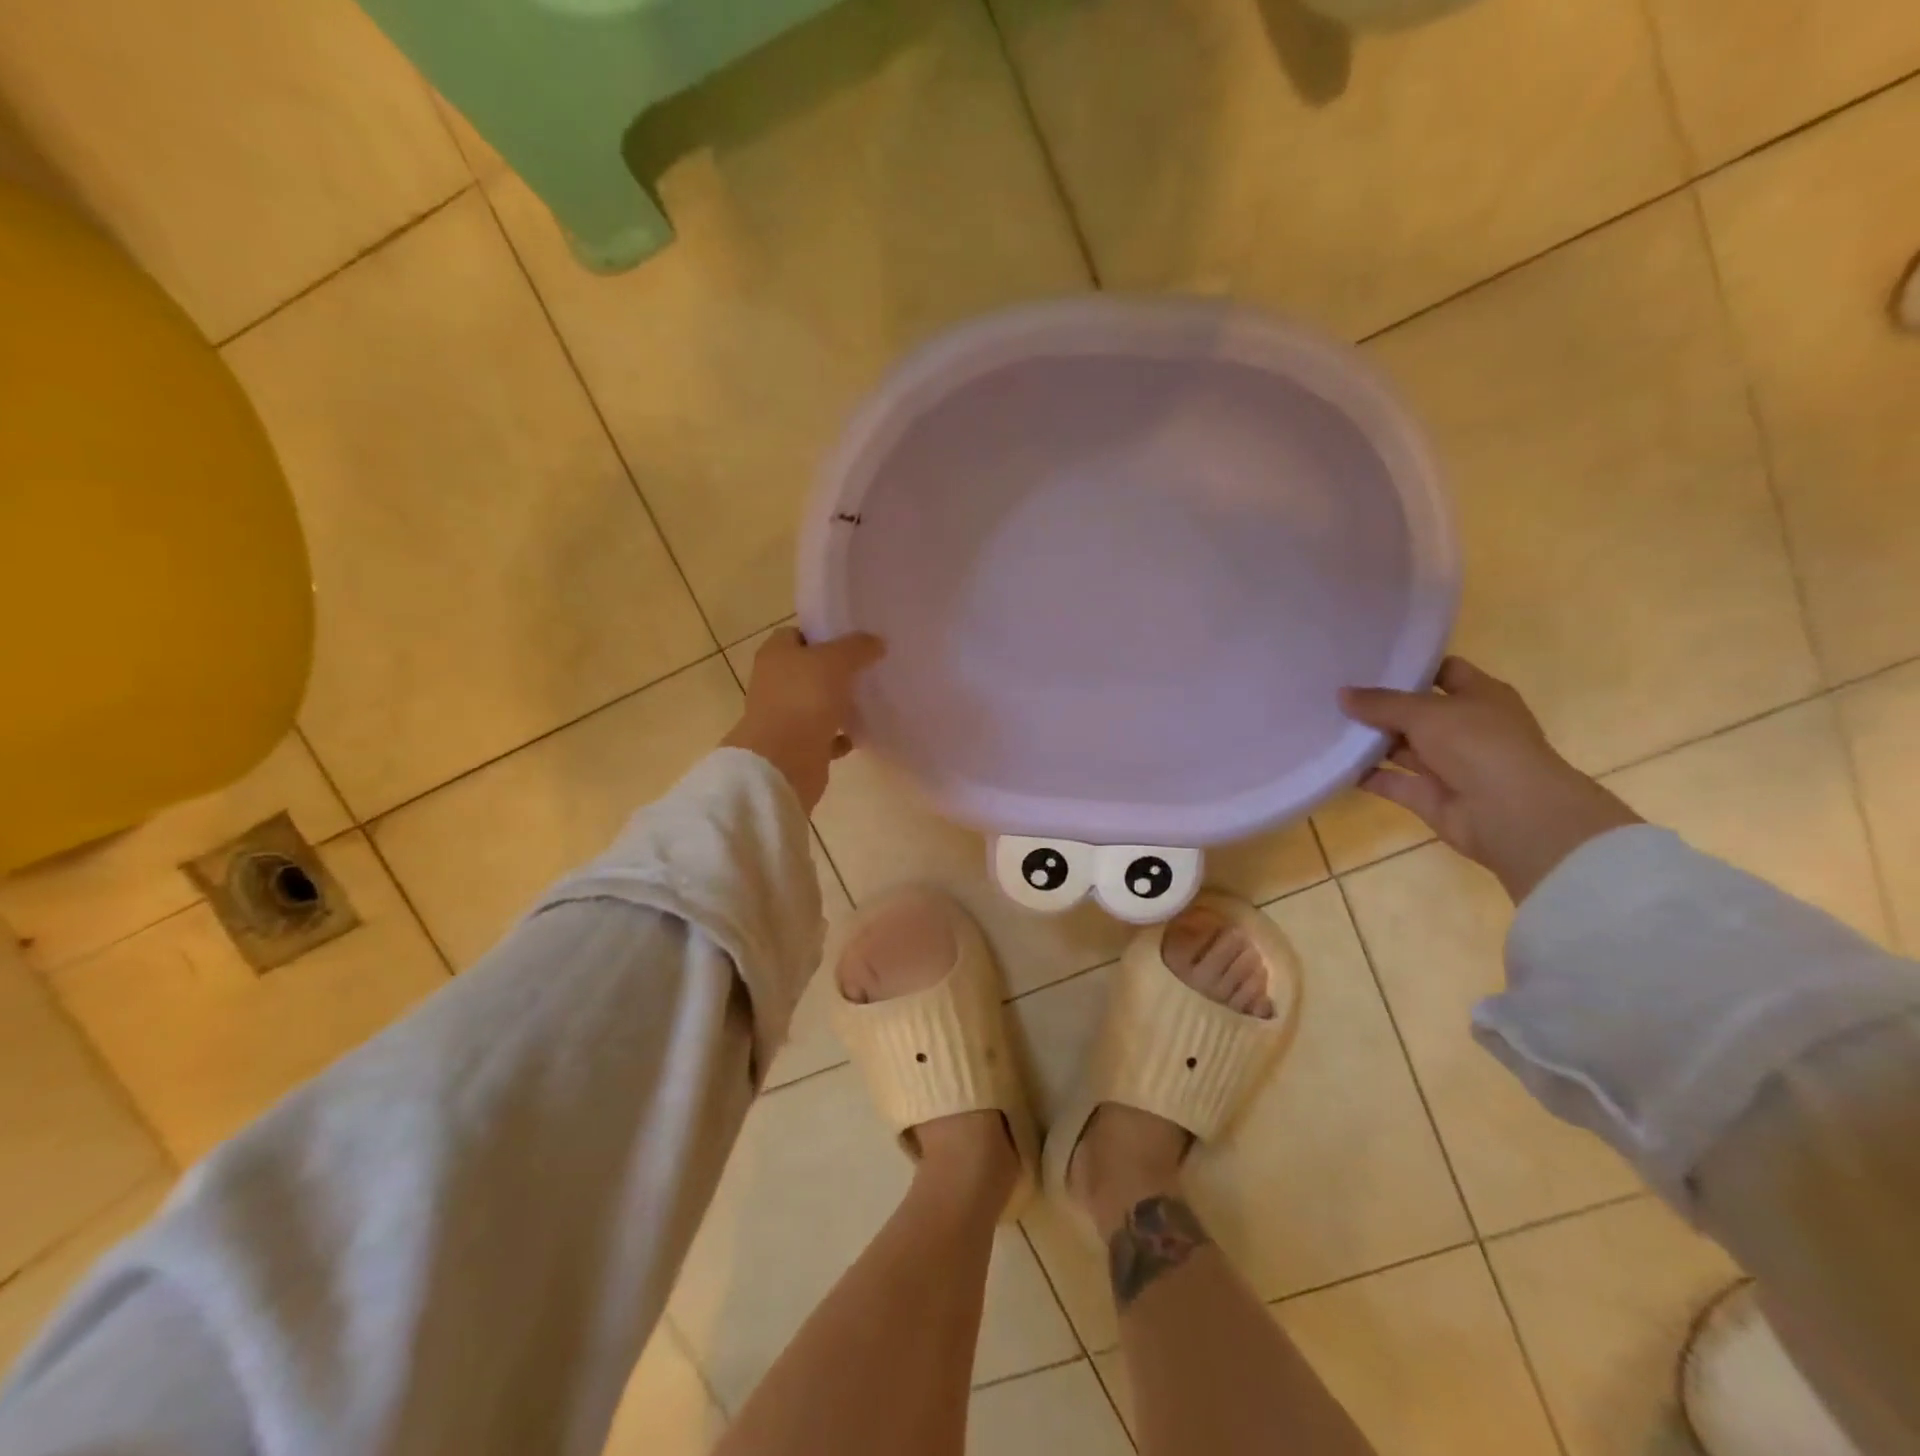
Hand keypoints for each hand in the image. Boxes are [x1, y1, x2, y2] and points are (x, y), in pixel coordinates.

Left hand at [723, 628, 884, 809]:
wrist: (783, 762)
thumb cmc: (804, 699)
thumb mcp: (836, 661)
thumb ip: (857, 648)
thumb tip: (876, 642)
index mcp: (775, 655)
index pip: (797, 634)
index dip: (823, 635)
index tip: (853, 642)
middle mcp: (774, 682)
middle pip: (807, 670)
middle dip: (834, 671)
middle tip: (867, 670)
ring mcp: (783, 716)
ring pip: (815, 703)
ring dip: (838, 704)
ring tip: (868, 701)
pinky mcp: (795, 746)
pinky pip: (822, 736)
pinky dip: (839, 737)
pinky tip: (859, 735)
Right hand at [1338, 656, 1641, 902]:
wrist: (1511, 815)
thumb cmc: (1479, 745)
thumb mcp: (1426, 712)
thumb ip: (1381, 703)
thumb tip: (1341, 693)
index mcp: (1479, 696)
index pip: (1443, 671)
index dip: (1410, 666)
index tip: (1367, 660)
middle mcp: (1463, 727)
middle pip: (1415, 711)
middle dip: (1378, 704)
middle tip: (1333, 692)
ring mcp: (1446, 763)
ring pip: (1400, 746)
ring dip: (1368, 739)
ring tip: (1324, 724)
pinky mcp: (1428, 795)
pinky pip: (1389, 781)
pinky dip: (1364, 775)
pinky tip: (1332, 762)